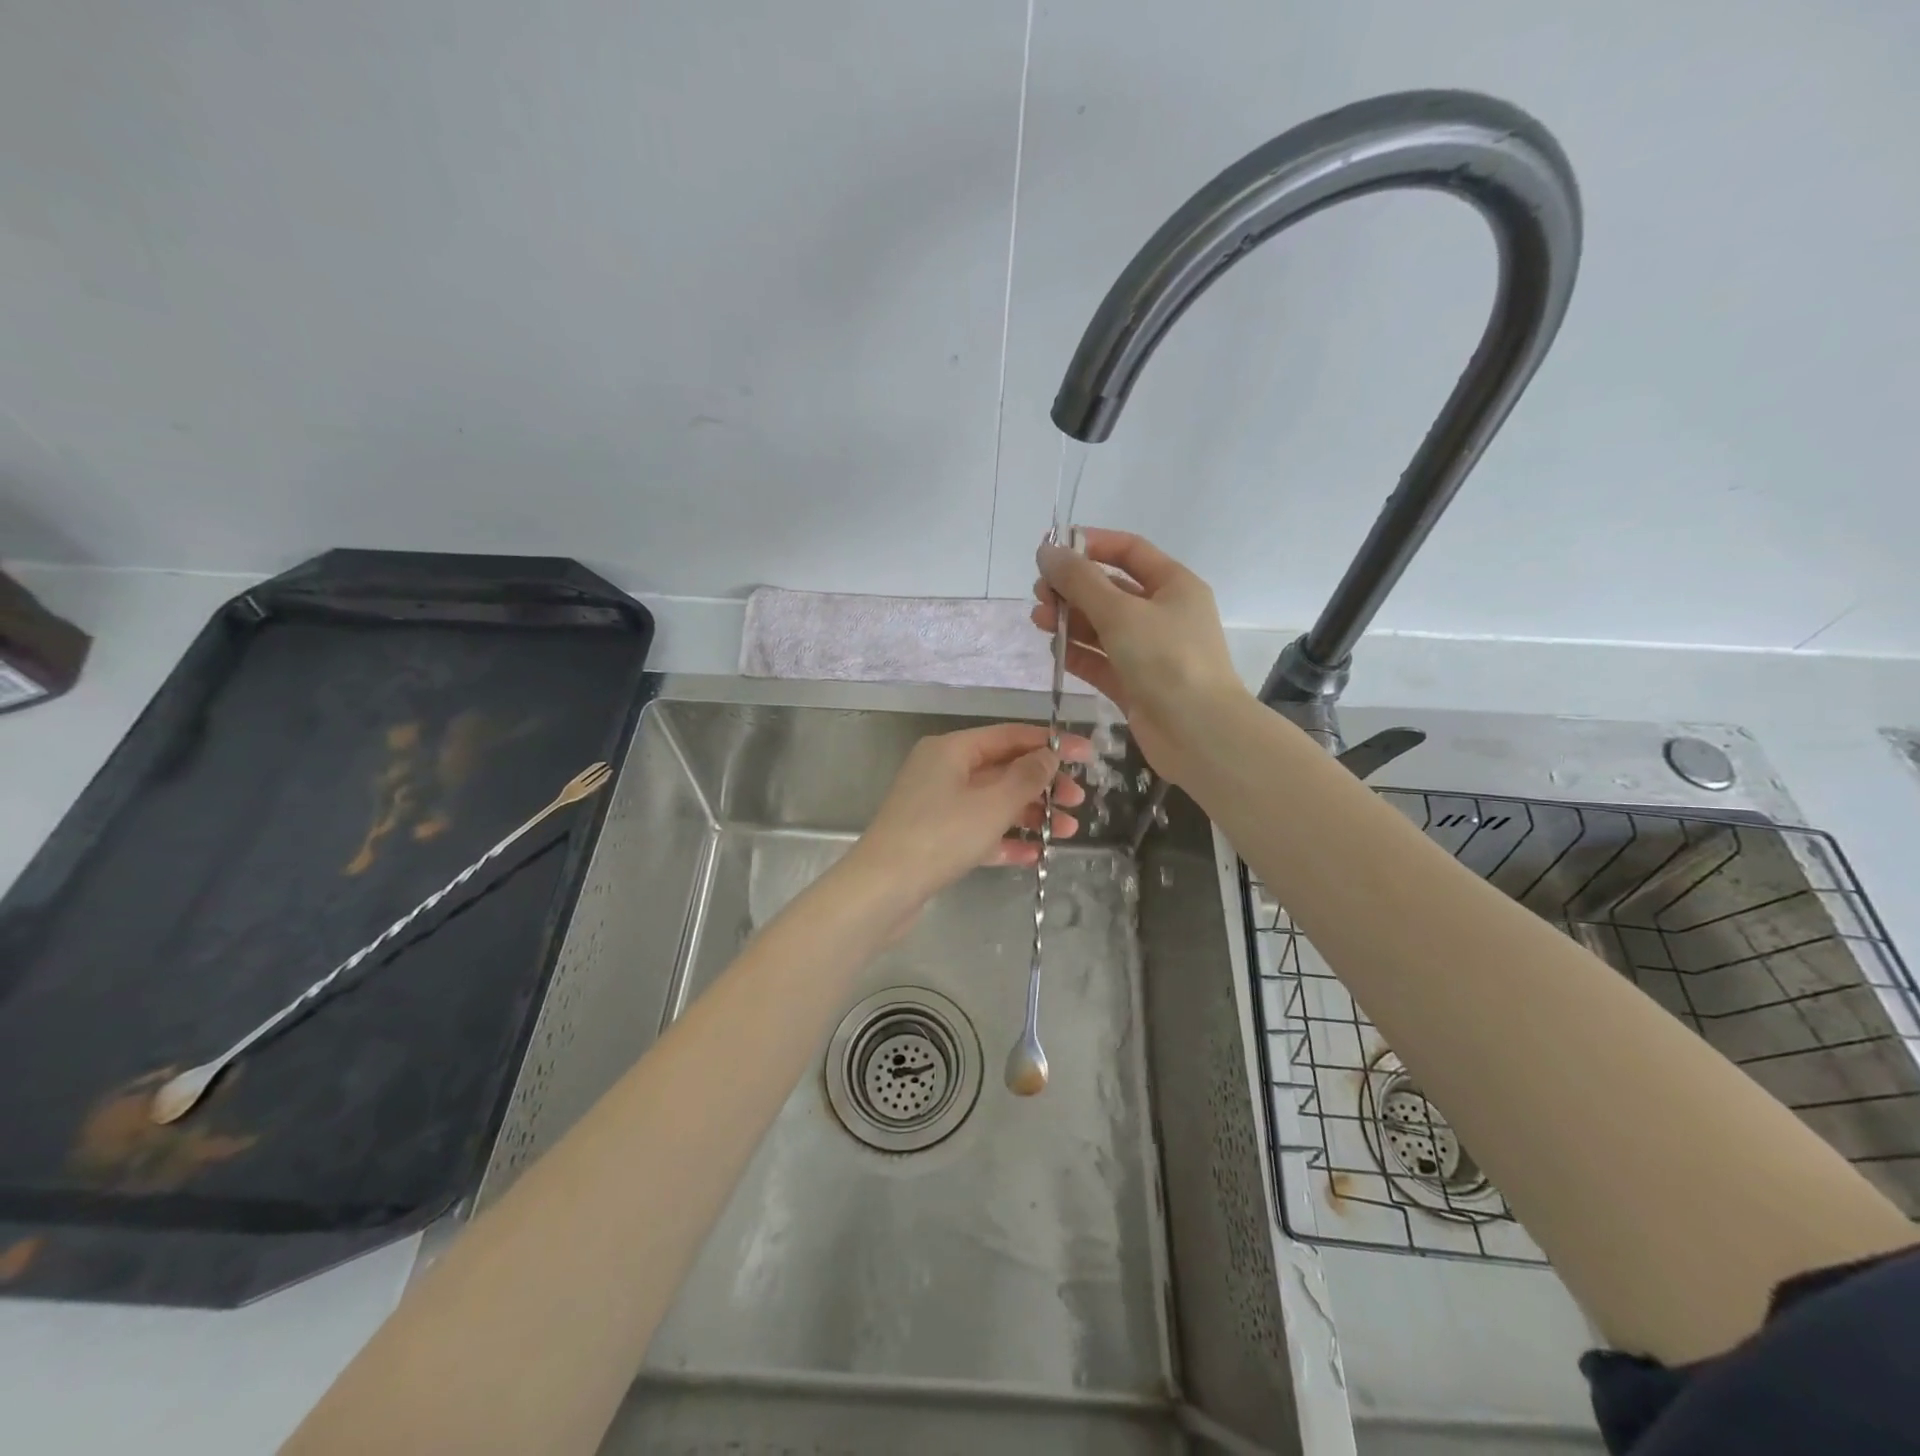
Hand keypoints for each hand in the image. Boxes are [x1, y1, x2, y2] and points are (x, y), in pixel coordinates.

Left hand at [846, 723, 1091, 909]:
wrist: (882, 890)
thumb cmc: (940, 836)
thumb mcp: (992, 803)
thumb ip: (1027, 776)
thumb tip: (1049, 755)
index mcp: (952, 750)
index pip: (1010, 736)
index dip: (1051, 744)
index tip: (1088, 755)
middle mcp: (943, 771)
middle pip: (1004, 769)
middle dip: (1044, 785)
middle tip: (1078, 802)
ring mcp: (938, 806)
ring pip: (994, 802)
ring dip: (1031, 814)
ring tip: (1067, 832)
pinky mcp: (936, 839)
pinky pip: (979, 831)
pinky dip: (1006, 839)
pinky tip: (1035, 854)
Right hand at [1032, 528, 1246, 784]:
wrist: (1199, 733)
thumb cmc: (1166, 660)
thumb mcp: (1120, 612)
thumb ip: (1080, 581)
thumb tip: (1046, 551)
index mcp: (1174, 586)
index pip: (1129, 551)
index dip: (1091, 545)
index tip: (1053, 550)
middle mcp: (1163, 615)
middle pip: (1111, 590)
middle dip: (1073, 589)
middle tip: (1040, 594)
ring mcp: (1150, 652)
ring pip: (1103, 627)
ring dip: (1071, 621)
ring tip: (1039, 621)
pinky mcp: (1135, 685)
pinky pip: (1102, 662)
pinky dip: (1079, 654)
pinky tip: (1055, 650)